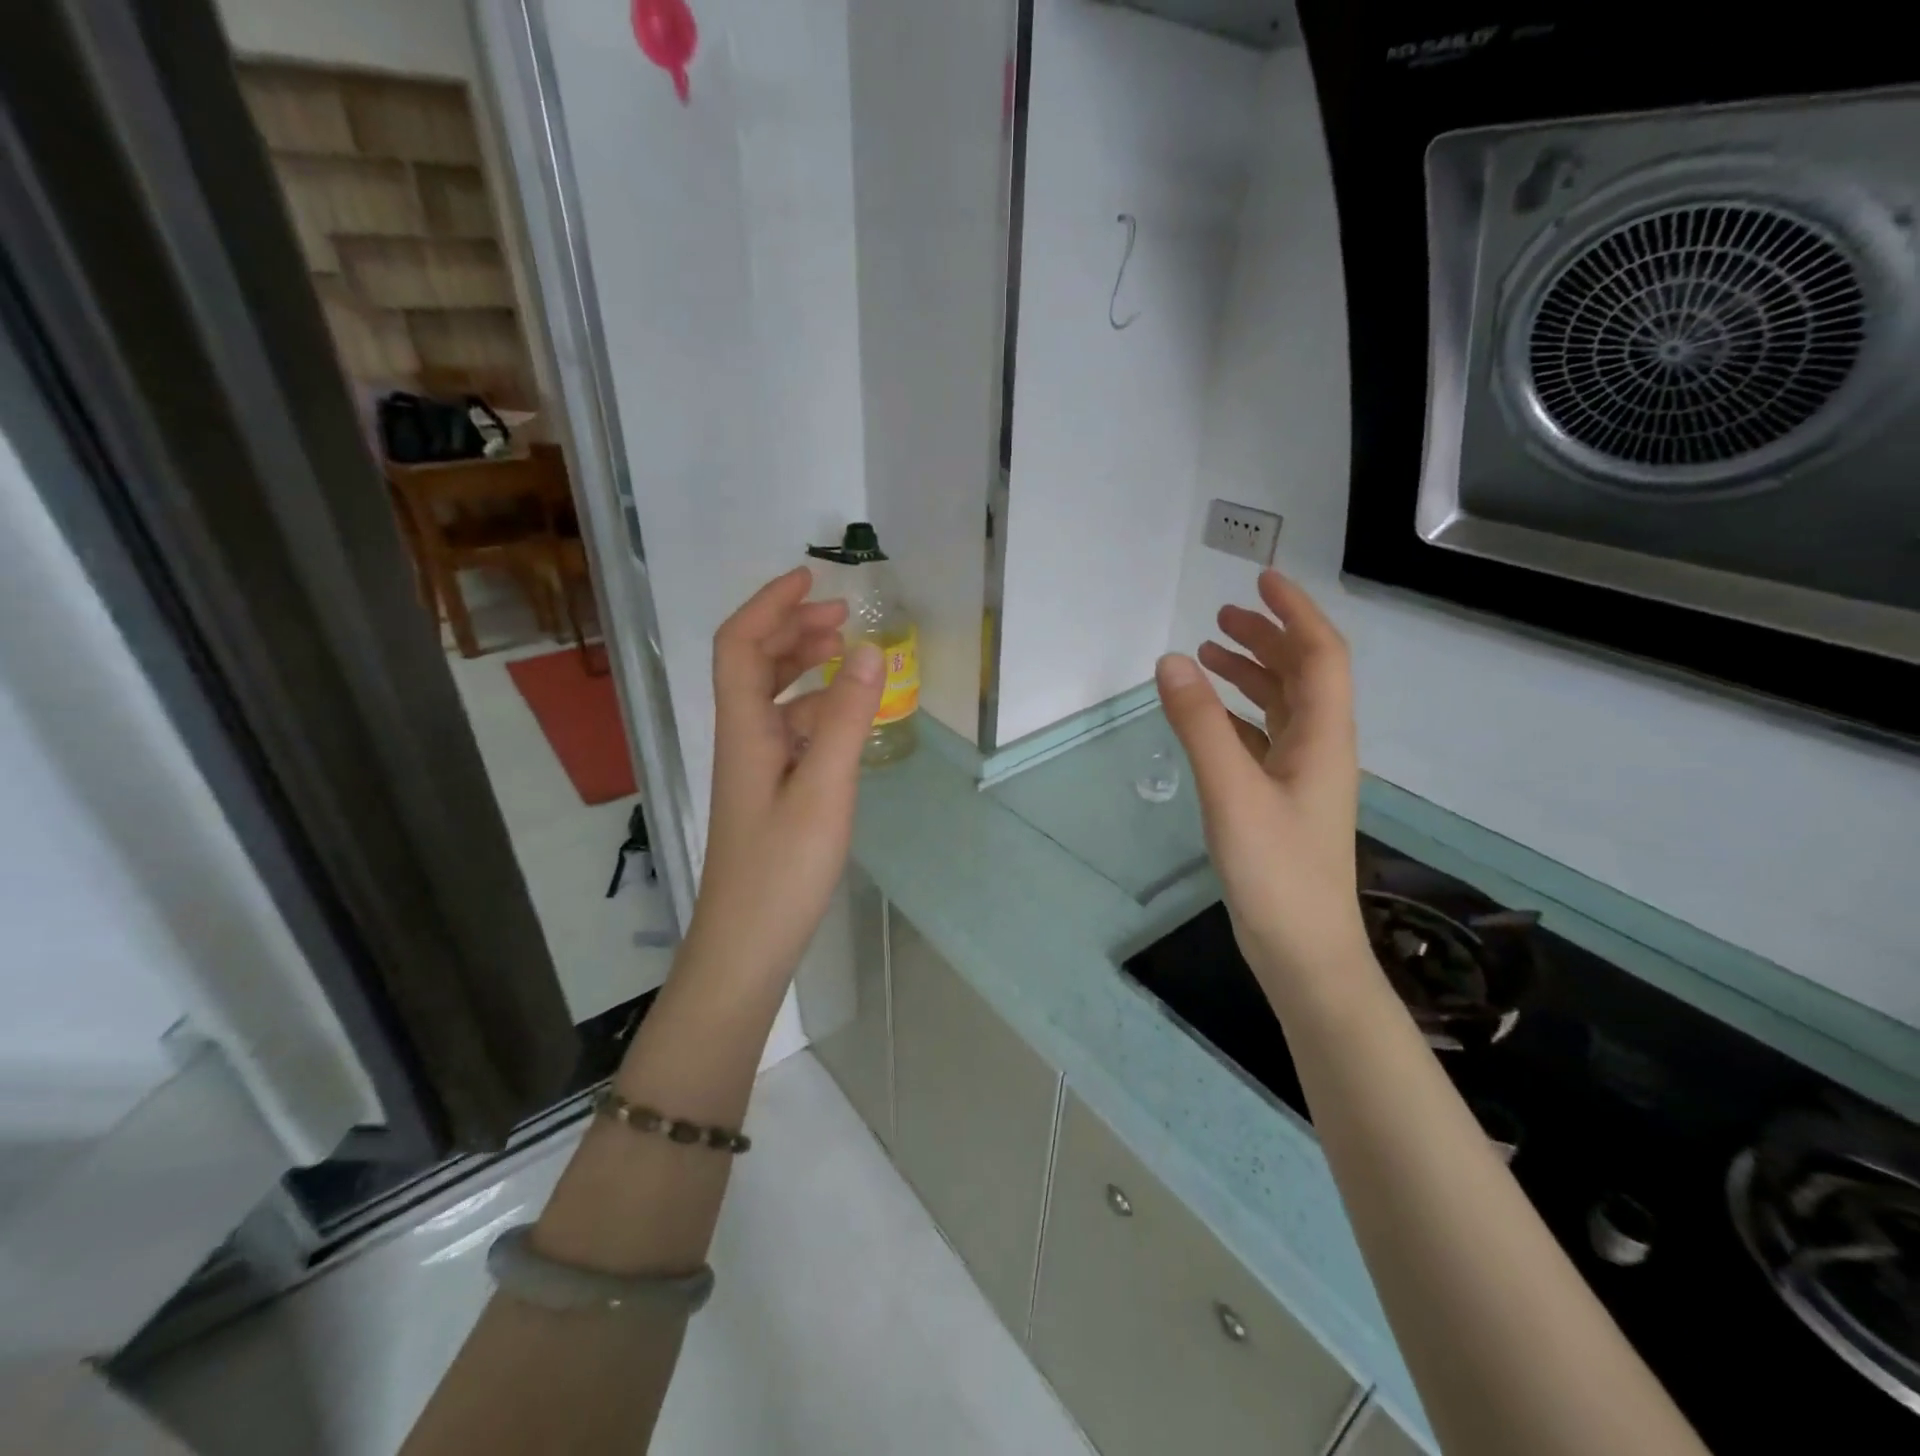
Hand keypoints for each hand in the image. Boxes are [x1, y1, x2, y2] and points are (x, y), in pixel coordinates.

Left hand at [683, 567, 884, 982]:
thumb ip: (848, 719)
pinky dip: (817, 710)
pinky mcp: (771, 793)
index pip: (741, 644)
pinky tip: (848, 720)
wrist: (747, 945)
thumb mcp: (825, 788)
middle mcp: (743, 739)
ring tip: (849, 655)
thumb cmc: (782, 869)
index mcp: (745, 729)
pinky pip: (791, 732)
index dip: (770, 604)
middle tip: (842, 615)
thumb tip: (869, 649)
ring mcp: (756, 768)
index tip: (812, 578)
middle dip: (793, 629)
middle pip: (754, 664)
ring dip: (805, 667)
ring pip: (774, 698)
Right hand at [1156, 571, 1366, 988]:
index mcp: (1322, 737)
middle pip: (1302, 675)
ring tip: (1208, 653)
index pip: (1320, 654)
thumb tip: (1171, 661)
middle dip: (1266, 637)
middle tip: (1220, 614)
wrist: (1303, 952)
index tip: (1261, 578)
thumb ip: (1200, 725)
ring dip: (1251, 673)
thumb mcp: (1232, 792)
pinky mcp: (1281, 801)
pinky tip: (1209, 716)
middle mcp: (1319, 748)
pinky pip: (1263, 739)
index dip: (1295, 611)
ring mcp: (1302, 776)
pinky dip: (1237, 715)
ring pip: (1282, 706)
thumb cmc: (1276, 872)